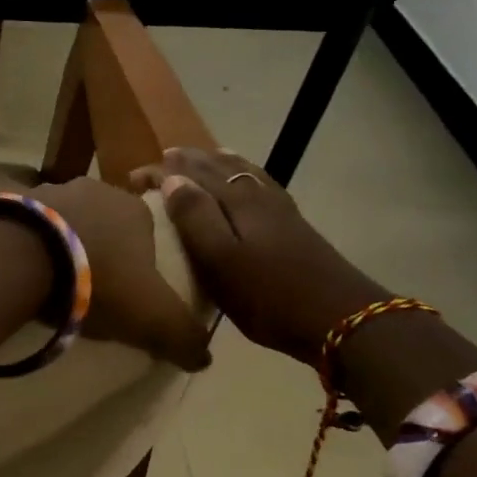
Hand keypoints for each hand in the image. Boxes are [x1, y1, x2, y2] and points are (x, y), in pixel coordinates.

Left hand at [28, 177, 212, 372]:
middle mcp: (93, 189)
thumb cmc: (98, 281)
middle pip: (104, 223)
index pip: (148, 231)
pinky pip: (27, 225)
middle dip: (100, 249)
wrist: (22, 258)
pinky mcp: (12, 201)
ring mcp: (49, 190)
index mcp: (134, 209)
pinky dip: (28, 242)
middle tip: (91, 287)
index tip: (132, 290)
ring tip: (53, 280)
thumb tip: (204, 357)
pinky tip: (23, 269)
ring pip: (64, 220)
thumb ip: (184, 336)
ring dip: (62, 244)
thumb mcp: (154, 317)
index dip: (142, 261)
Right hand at [128, 149, 387, 366]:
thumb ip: (195, 217)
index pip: (190, 174)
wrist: (343, 320)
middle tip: (160, 161)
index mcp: (236, 202)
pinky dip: (245, 175)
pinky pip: (260, 186)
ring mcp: (279, 210)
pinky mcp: (293, 226)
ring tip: (200, 156)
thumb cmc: (270, 295)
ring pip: (242, 173)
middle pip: (218, 168)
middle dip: (186, 162)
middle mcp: (257, 196)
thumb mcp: (221, 261)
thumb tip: (172, 179)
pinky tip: (246, 183)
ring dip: (217, 163)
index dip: (161, 173)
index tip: (133, 178)